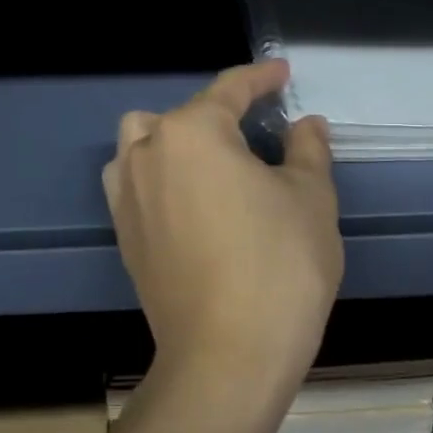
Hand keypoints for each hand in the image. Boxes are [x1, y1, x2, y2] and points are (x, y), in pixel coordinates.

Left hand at [104, 61, 343, 406]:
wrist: (226, 358)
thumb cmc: (279, 266)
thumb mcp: (310, 198)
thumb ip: (307, 149)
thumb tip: (304, 124)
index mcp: (192, 132)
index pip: (230, 89)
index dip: (261, 77)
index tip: (282, 73)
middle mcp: (147, 153)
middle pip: (180, 114)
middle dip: (216, 114)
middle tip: (255, 136)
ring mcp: (126, 195)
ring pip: (142, 143)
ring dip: (175, 140)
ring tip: (214, 164)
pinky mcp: (123, 234)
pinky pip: (135, 183)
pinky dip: (159, 176)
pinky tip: (191, 201)